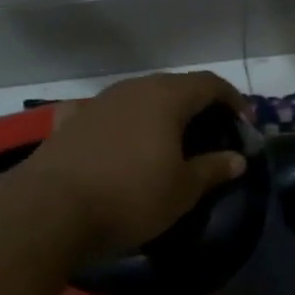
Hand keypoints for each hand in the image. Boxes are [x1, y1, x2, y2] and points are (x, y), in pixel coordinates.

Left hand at [22, 70, 248, 258]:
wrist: (49, 210)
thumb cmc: (130, 196)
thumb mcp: (183, 190)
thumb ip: (213, 169)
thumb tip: (238, 159)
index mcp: (166, 98)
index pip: (209, 84)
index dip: (232, 100)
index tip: (245, 123)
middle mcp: (131, 90)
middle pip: (173, 86)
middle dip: (197, 105)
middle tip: (212, 132)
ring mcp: (96, 103)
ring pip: (137, 98)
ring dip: (158, 113)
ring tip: (168, 139)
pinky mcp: (67, 123)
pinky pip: (103, 114)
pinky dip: (118, 122)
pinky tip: (115, 138)